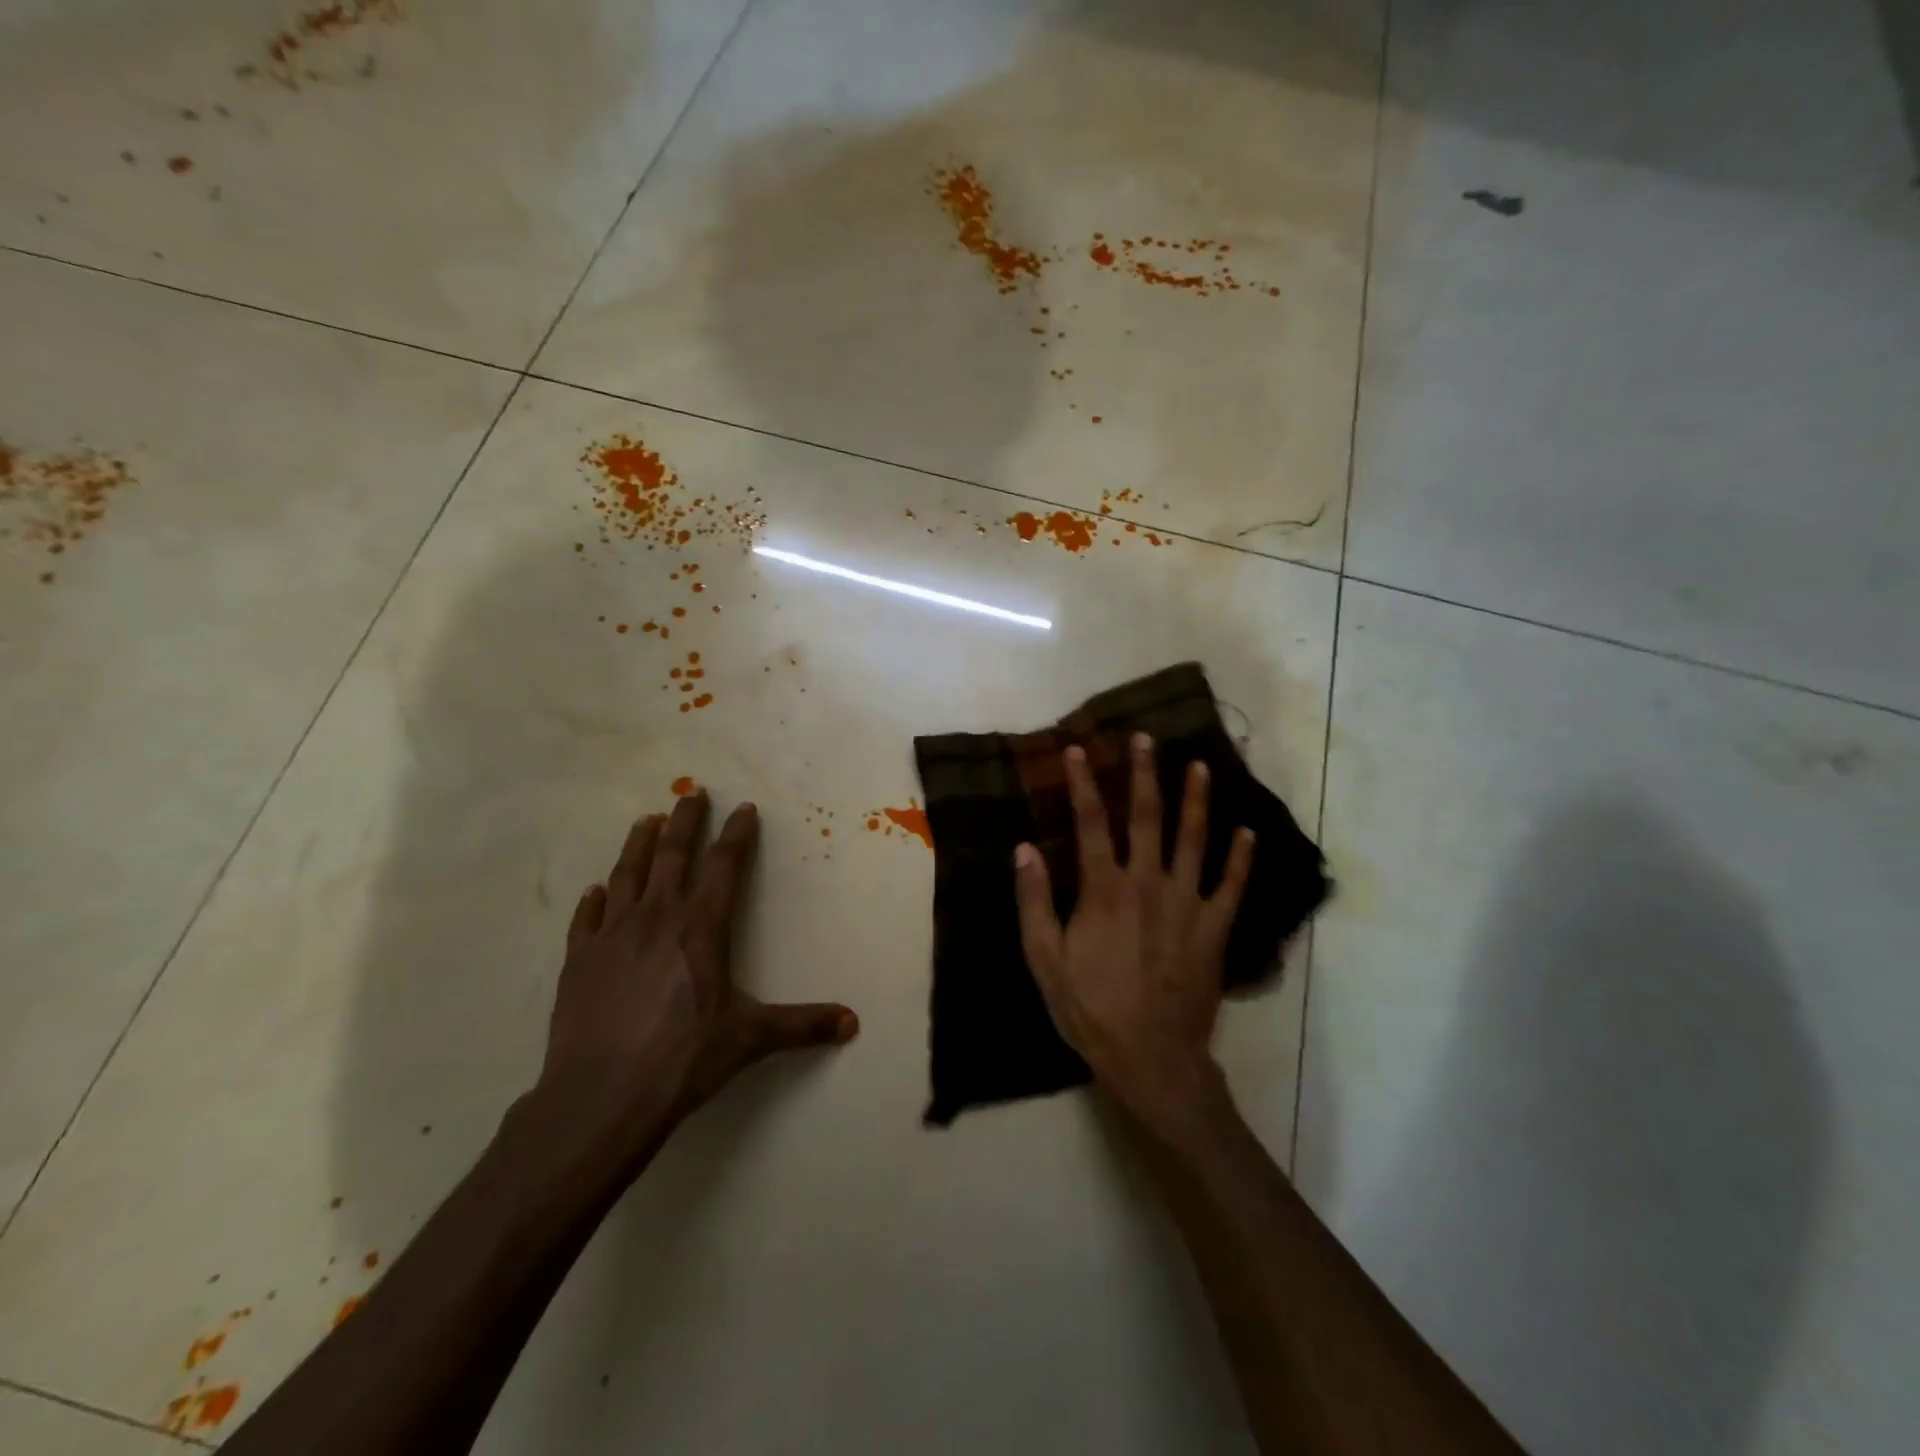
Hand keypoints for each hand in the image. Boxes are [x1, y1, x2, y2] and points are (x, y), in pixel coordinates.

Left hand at [536, 789, 857, 1149]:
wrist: (602, 1096)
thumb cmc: (684, 1058)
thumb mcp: (751, 1038)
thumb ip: (802, 1025)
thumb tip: (852, 1023)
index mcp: (701, 927)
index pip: (724, 866)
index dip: (737, 834)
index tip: (744, 808)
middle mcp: (656, 918)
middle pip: (673, 855)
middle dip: (685, 821)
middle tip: (692, 793)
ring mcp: (612, 936)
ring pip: (628, 875)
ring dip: (638, 845)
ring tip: (646, 820)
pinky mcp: (578, 961)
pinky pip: (586, 919)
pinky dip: (593, 900)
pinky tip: (596, 890)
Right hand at [1013, 735, 1253, 1116]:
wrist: (1151, 1057)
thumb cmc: (1090, 1008)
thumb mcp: (1044, 959)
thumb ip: (1034, 901)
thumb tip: (1024, 848)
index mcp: (1104, 889)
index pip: (1090, 822)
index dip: (1082, 783)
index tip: (1077, 750)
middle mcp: (1148, 883)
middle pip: (1147, 817)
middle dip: (1144, 774)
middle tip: (1145, 739)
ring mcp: (1187, 904)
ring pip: (1194, 840)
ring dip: (1196, 800)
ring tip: (1200, 766)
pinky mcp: (1215, 928)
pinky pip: (1232, 886)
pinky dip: (1242, 859)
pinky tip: (1248, 833)